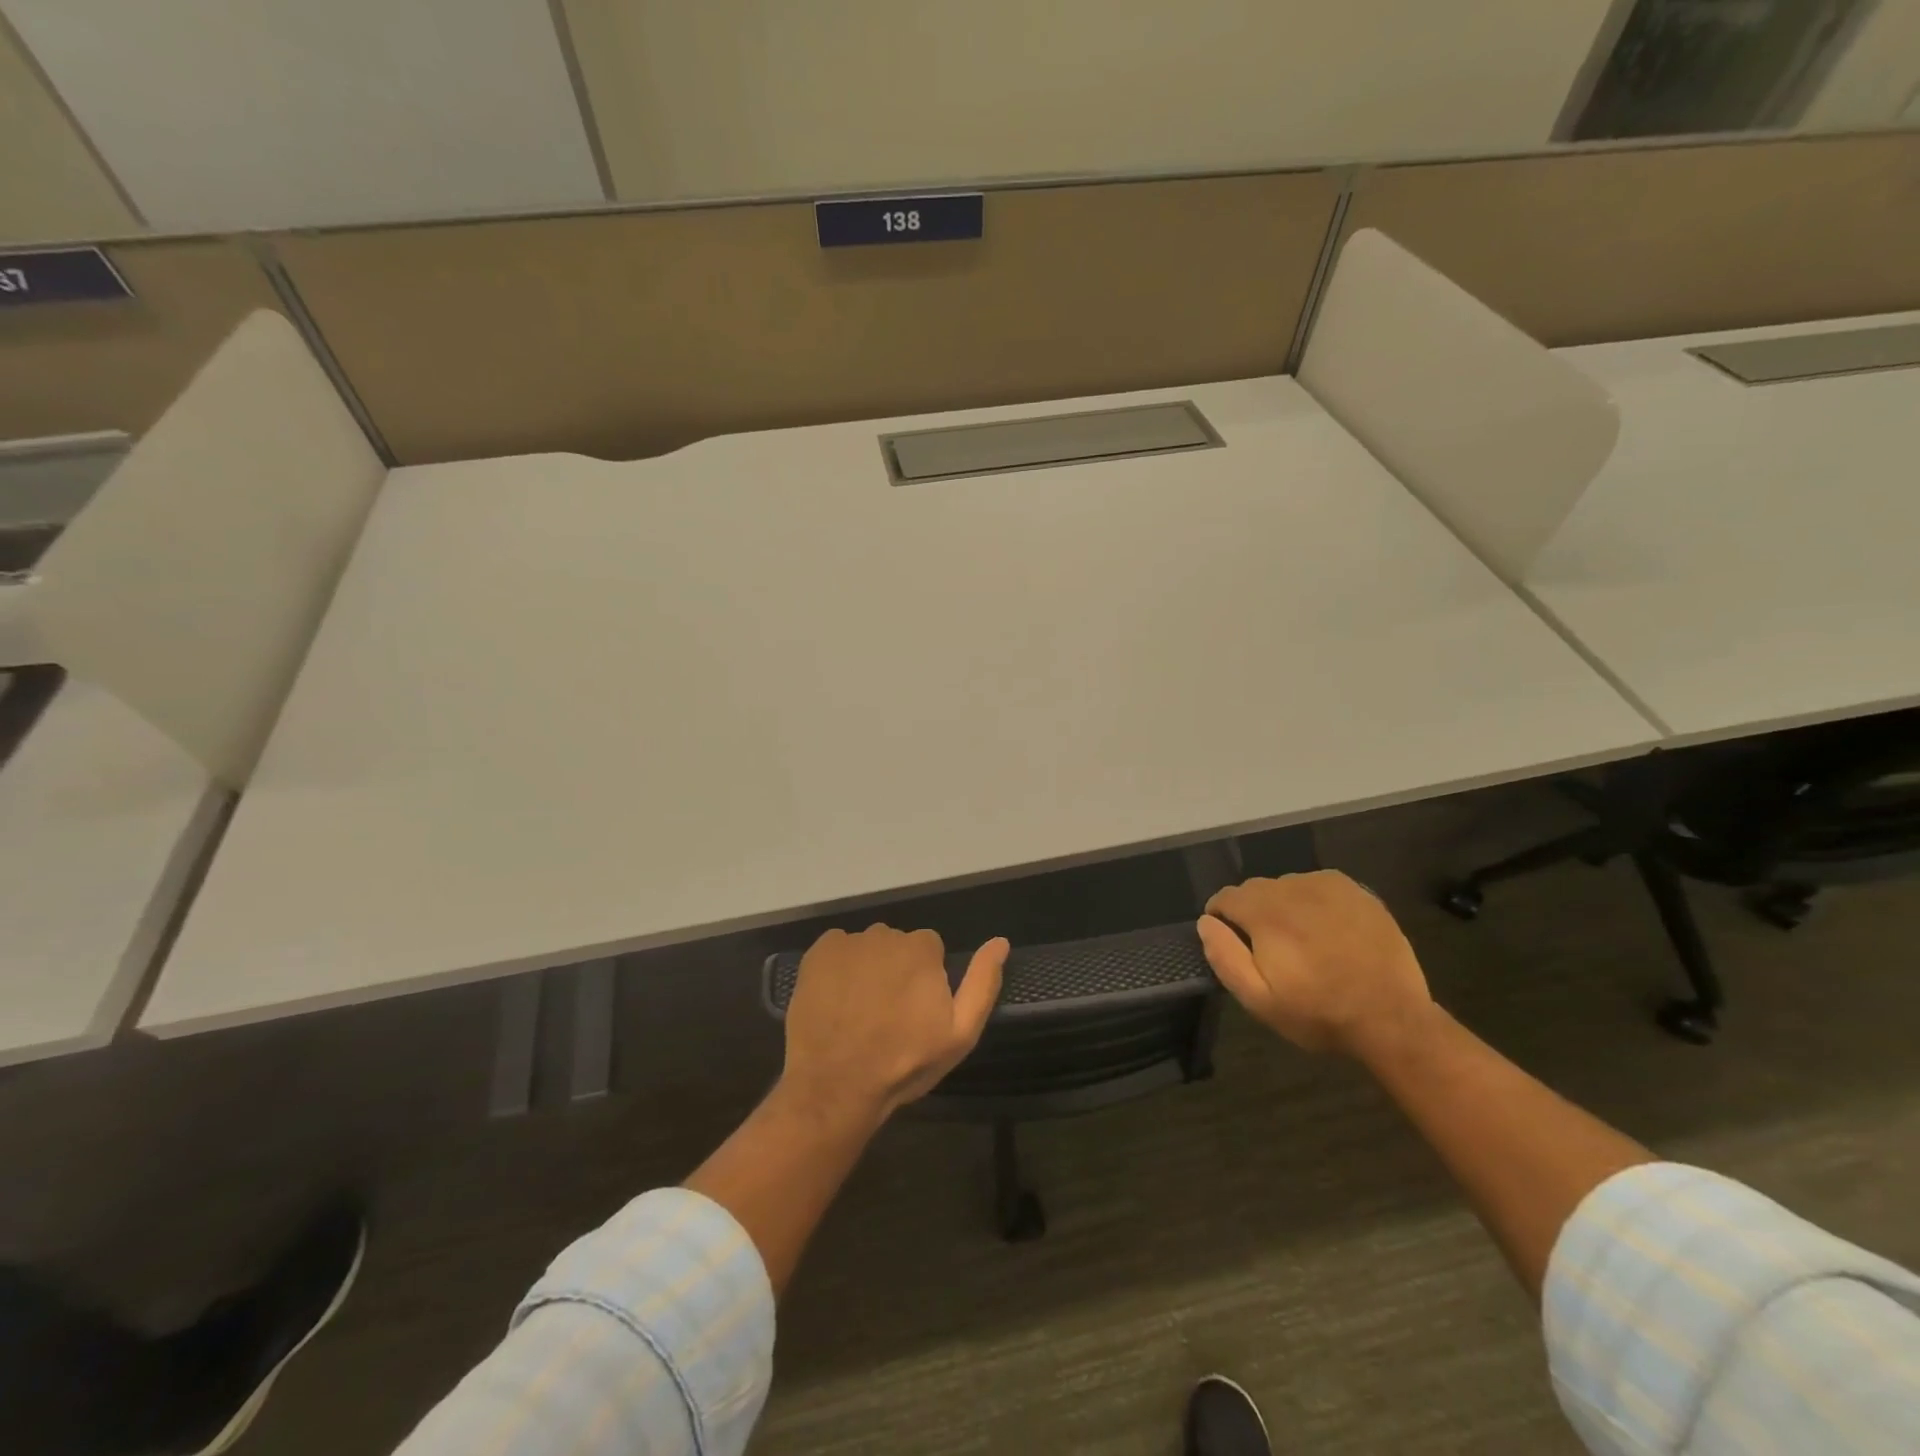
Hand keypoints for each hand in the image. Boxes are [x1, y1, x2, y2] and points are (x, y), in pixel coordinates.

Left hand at [780, 925, 1007, 1123]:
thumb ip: (982, 983)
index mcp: (922, 948)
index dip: (925, 979)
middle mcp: (886, 934)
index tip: (916, 1011)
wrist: (836, 1084)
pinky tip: (836, 1000)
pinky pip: (836, 949)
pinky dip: (838, 967)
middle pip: (897, 945)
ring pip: (867, 948)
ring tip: (859, 1011)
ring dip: (867, 968)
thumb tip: (1000, 942)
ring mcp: (848, 942)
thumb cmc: (905, 1062)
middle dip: (896, 970)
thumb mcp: (959, 1033)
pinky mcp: (817, 953)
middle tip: (887, 1014)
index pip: (930, 950)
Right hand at [1196, 871, 1431, 1056]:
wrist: (1392, 1018)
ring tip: (1301, 941)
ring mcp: (1327, 886)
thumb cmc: (1319, 1012)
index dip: (1221, 919)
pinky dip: (1312, 901)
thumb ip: (1225, 956)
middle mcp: (1292, 888)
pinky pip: (1317, 885)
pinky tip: (1326, 930)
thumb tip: (1206, 922)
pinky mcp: (1356, 891)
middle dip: (1252, 913)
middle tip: (1269, 950)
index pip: (1225, 897)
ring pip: (1286, 886)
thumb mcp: (1259, 999)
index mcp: (1265, 912)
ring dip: (1283, 906)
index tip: (1232, 943)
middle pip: (1255, 889)